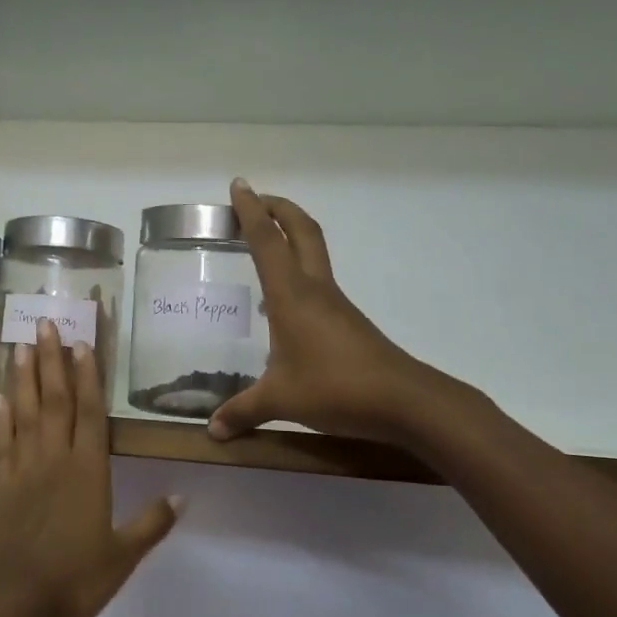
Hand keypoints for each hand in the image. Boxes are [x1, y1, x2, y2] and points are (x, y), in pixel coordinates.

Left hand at [0, 319, 181, 616]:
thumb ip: (150, 524)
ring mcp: (23, 468)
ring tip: (21, 344)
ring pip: (25, 412)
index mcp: (87, 472)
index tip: (83, 343)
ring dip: (24, 377)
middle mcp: (54, 459)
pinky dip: (1, 415)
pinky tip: (1, 396)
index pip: (90, 413)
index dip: (88, 377)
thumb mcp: (121, 556)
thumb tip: (182, 497)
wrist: (10, 602)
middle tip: (46, 323)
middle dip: (52, 360)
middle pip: (55, 400)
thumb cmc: (73, 579)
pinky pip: (1, 440)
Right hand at [209, 179, 481, 444]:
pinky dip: (297, 273)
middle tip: (255, 199)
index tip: (239, 186)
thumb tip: (212, 431)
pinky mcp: (347, 322)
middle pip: (301, 231)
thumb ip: (243, 412)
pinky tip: (282, 304)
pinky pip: (317, 283)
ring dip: (290, 237)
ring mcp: (335, 304)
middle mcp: (315, 289)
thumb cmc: (336, 389)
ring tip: (263, 245)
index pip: (266, 241)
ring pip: (313, 253)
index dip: (251, 211)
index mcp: (292, 296)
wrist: (405, 401)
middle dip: (278, 208)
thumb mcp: (281, 400)